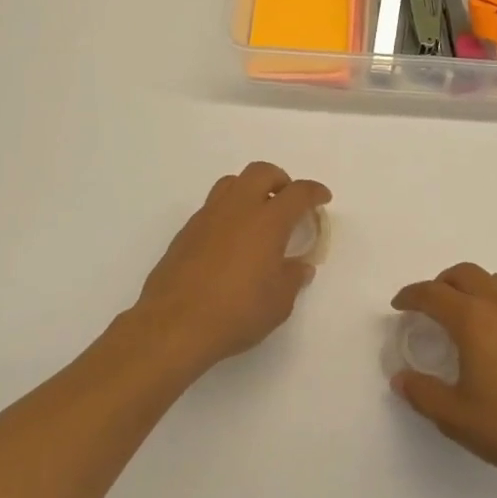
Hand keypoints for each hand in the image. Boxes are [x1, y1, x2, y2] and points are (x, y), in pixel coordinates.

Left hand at [133, 162, 330, 374]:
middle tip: (289, 201)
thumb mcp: (279, 302)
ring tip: (258, 215)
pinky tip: (231, 240)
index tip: (322, 198)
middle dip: (280, 180)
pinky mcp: (186, 232)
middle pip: (261, 172)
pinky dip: (229, 211)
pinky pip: (212, 206)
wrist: (174, 325)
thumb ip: (293, 278)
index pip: (298, 193)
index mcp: (267, 221)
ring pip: (232, 183)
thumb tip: (299, 266)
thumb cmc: (236, 313)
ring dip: (250, 189)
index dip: (314, 192)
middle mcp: (237, 209)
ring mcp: (207, 217)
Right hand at [390, 263, 496, 490]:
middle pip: (466, 274)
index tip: (399, 305)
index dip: (411, 295)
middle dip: (441, 283)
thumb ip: (423, 394)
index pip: (433, 294)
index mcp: (473, 321)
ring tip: (465, 313)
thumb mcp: (455, 417)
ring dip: (474, 287)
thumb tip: (401, 378)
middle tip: (429, 305)